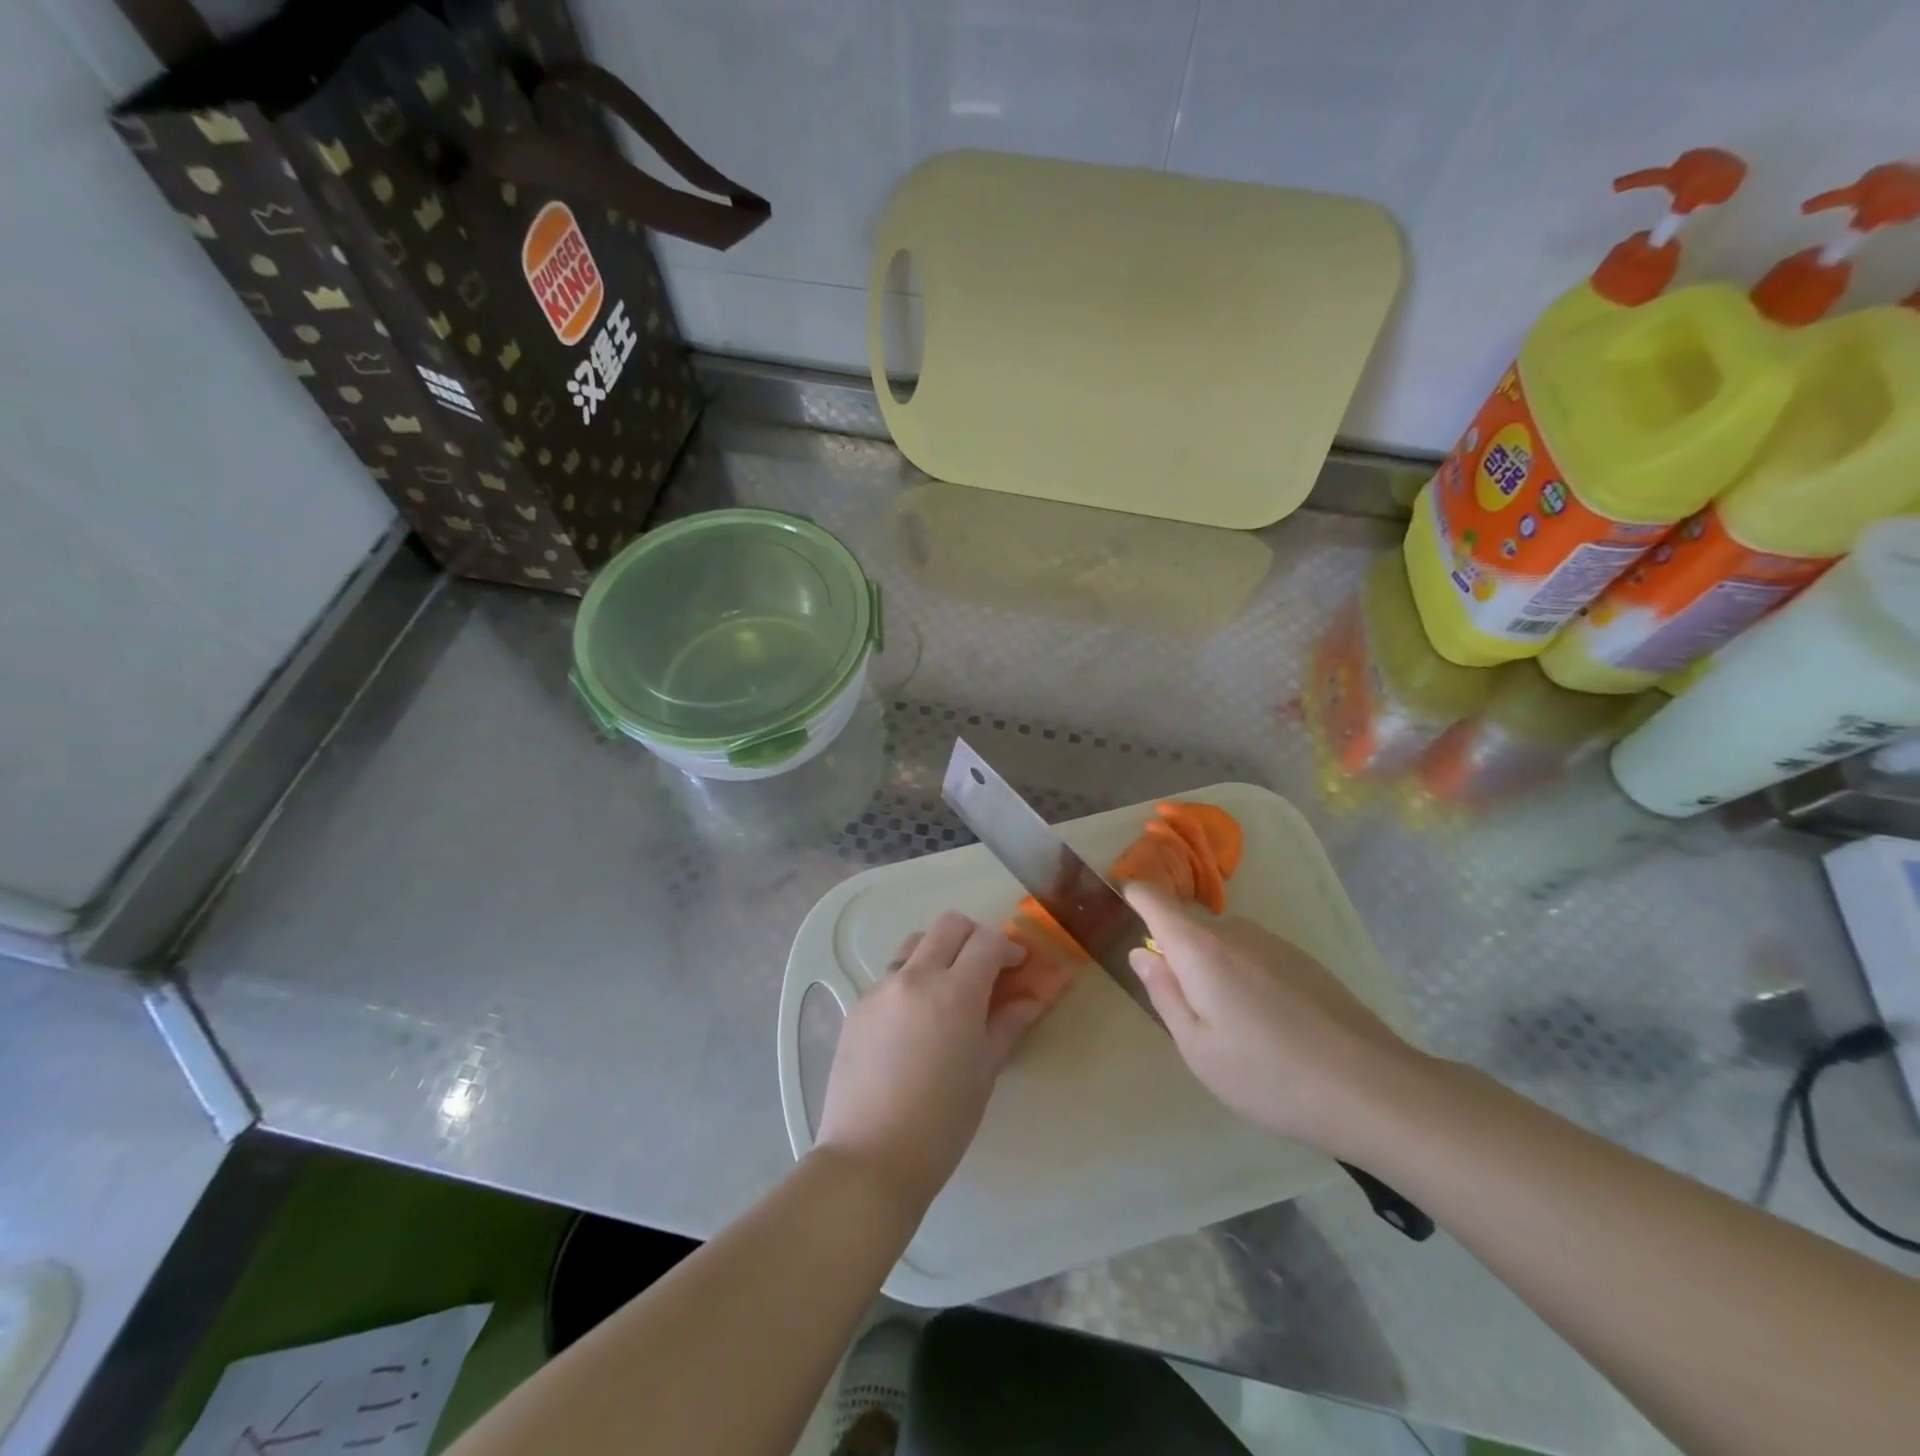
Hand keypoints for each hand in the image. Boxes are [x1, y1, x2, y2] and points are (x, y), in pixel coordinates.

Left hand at [815, 912, 1044, 1212]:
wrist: (870, 1158)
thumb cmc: (941, 1123)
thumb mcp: (984, 1073)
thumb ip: (1007, 1026)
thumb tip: (1028, 1000)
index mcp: (954, 993)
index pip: (987, 942)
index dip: (1008, 947)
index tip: (1018, 965)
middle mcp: (915, 977)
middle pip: (949, 926)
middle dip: (975, 936)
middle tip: (986, 967)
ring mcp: (880, 988)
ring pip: (914, 943)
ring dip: (939, 951)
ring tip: (949, 987)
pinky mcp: (857, 1006)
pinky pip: (891, 975)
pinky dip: (912, 979)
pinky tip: (916, 1020)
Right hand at [1125, 882, 1425, 1154]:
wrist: (1372, 1089)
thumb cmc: (1268, 1075)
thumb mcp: (1198, 1048)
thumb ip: (1164, 994)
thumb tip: (1143, 952)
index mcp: (1200, 948)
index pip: (1155, 900)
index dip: (1135, 896)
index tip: (1123, 903)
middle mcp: (1235, 932)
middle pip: (1190, 931)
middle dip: (1180, 961)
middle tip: (1194, 1021)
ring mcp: (1274, 943)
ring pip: (1224, 947)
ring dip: (1216, 976)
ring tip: (1240, 1036)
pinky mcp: (1304, 960)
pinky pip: (1255, 959)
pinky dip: (1247, 983)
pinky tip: (1274, 1032)